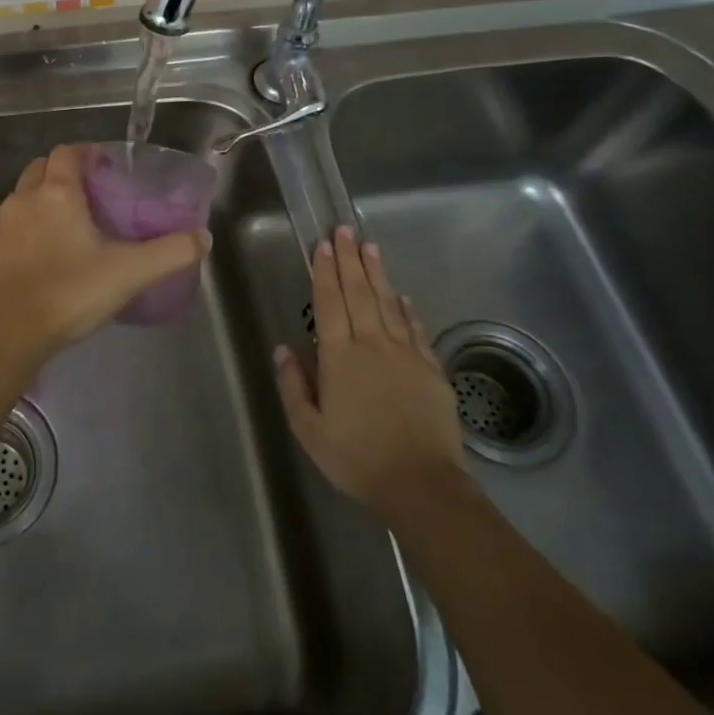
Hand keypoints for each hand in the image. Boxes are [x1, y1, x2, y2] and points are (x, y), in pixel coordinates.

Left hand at [0, 144, 211, 364]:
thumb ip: (171, 252)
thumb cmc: (71, 292)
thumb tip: (203, 237)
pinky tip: (41, 258)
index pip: (68, 153)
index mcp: (57, 193)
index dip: (86, 153)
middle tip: (89, 194)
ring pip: (21, 198)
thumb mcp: (131, 272)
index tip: (105, 165)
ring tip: (67, 226)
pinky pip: (8, 229)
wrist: (8, 333)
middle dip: (62, 172)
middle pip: (40, 169)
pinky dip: (25, 231)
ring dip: (41, 201)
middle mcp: (23, 200)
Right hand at [274, 225, 465, 511]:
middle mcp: (372, 345)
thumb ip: (293, 385)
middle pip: (359, 293)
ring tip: (370, 247)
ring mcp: (405, 354)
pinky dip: (407, 309)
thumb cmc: (356, 458)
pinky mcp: (430, 370)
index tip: (323, 244)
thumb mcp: (309, 429)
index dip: (324, 271)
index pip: (329, 303)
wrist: (421, 485)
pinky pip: (415, 330)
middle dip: (350, 259)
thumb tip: (282, 348)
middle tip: (345, 229)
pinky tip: (403, 296)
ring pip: (388, 304)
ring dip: (378, 273)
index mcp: (339, 357)